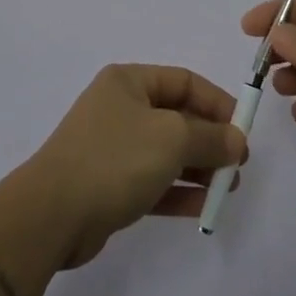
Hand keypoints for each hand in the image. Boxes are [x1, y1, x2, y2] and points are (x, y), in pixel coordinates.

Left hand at [20, 64, 248, 268]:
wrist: (52, 214)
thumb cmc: (115, 159)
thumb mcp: (172, 138)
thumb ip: (210, 138)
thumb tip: (237, 140)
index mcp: (128, 82)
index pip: (184, 81)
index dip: (217, 103)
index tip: (243, 129)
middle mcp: (120, 108)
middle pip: (177, 117)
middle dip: (211, 140)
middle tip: (239, 165)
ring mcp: (113, 147)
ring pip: (167, 152)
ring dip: (199, 168)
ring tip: (229, 189)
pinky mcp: (109, 185)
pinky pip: (153, 181)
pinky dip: (178, 191)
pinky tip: (204, 207)